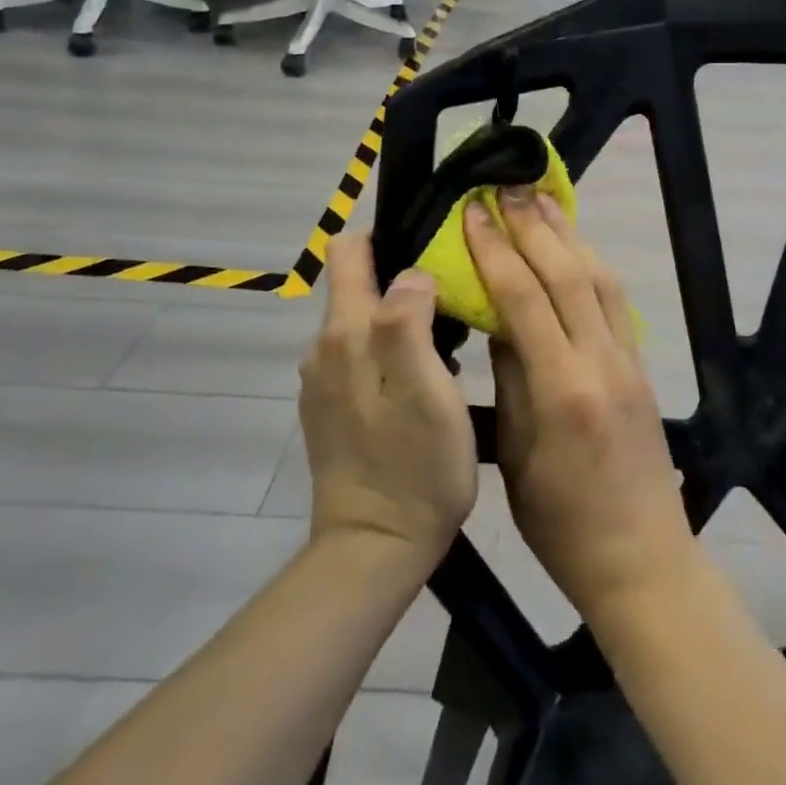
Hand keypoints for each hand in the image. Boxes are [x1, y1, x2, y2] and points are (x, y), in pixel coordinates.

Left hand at [298, 237, 476, 569]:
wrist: (376, 549)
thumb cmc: (415, 466)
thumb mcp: (426, 389)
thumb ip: (408, 321)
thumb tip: (411, 272)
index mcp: (345, 335)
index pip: (349, 251)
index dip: (390, 235)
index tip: (436, 245)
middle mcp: (324, 351)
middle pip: (359, 285)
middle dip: (406, 279)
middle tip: (461, 299)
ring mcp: (324, 383)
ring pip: (366, 323)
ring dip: (404, 318)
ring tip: (455, 340)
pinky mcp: (333, 410)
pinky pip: (364, 357)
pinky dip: (395, 352)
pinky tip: (430, 379)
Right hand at [464, 189, 696, 623]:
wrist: (641, 557)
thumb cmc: (561, 524)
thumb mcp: (517, 456)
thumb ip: (510, 380)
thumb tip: (499, 321)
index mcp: (563, 389)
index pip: (525, 298)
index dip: (496, 250)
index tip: (473, 212)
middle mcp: (602, 362)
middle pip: (569, 274)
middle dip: (534, 226)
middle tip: (507, 187)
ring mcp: (629, 361)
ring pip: (600, 279)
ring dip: (569, 235)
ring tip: (542, 200)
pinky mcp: (643, 366)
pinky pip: (616, 302)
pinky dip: (593, 265)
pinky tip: (576, 249)